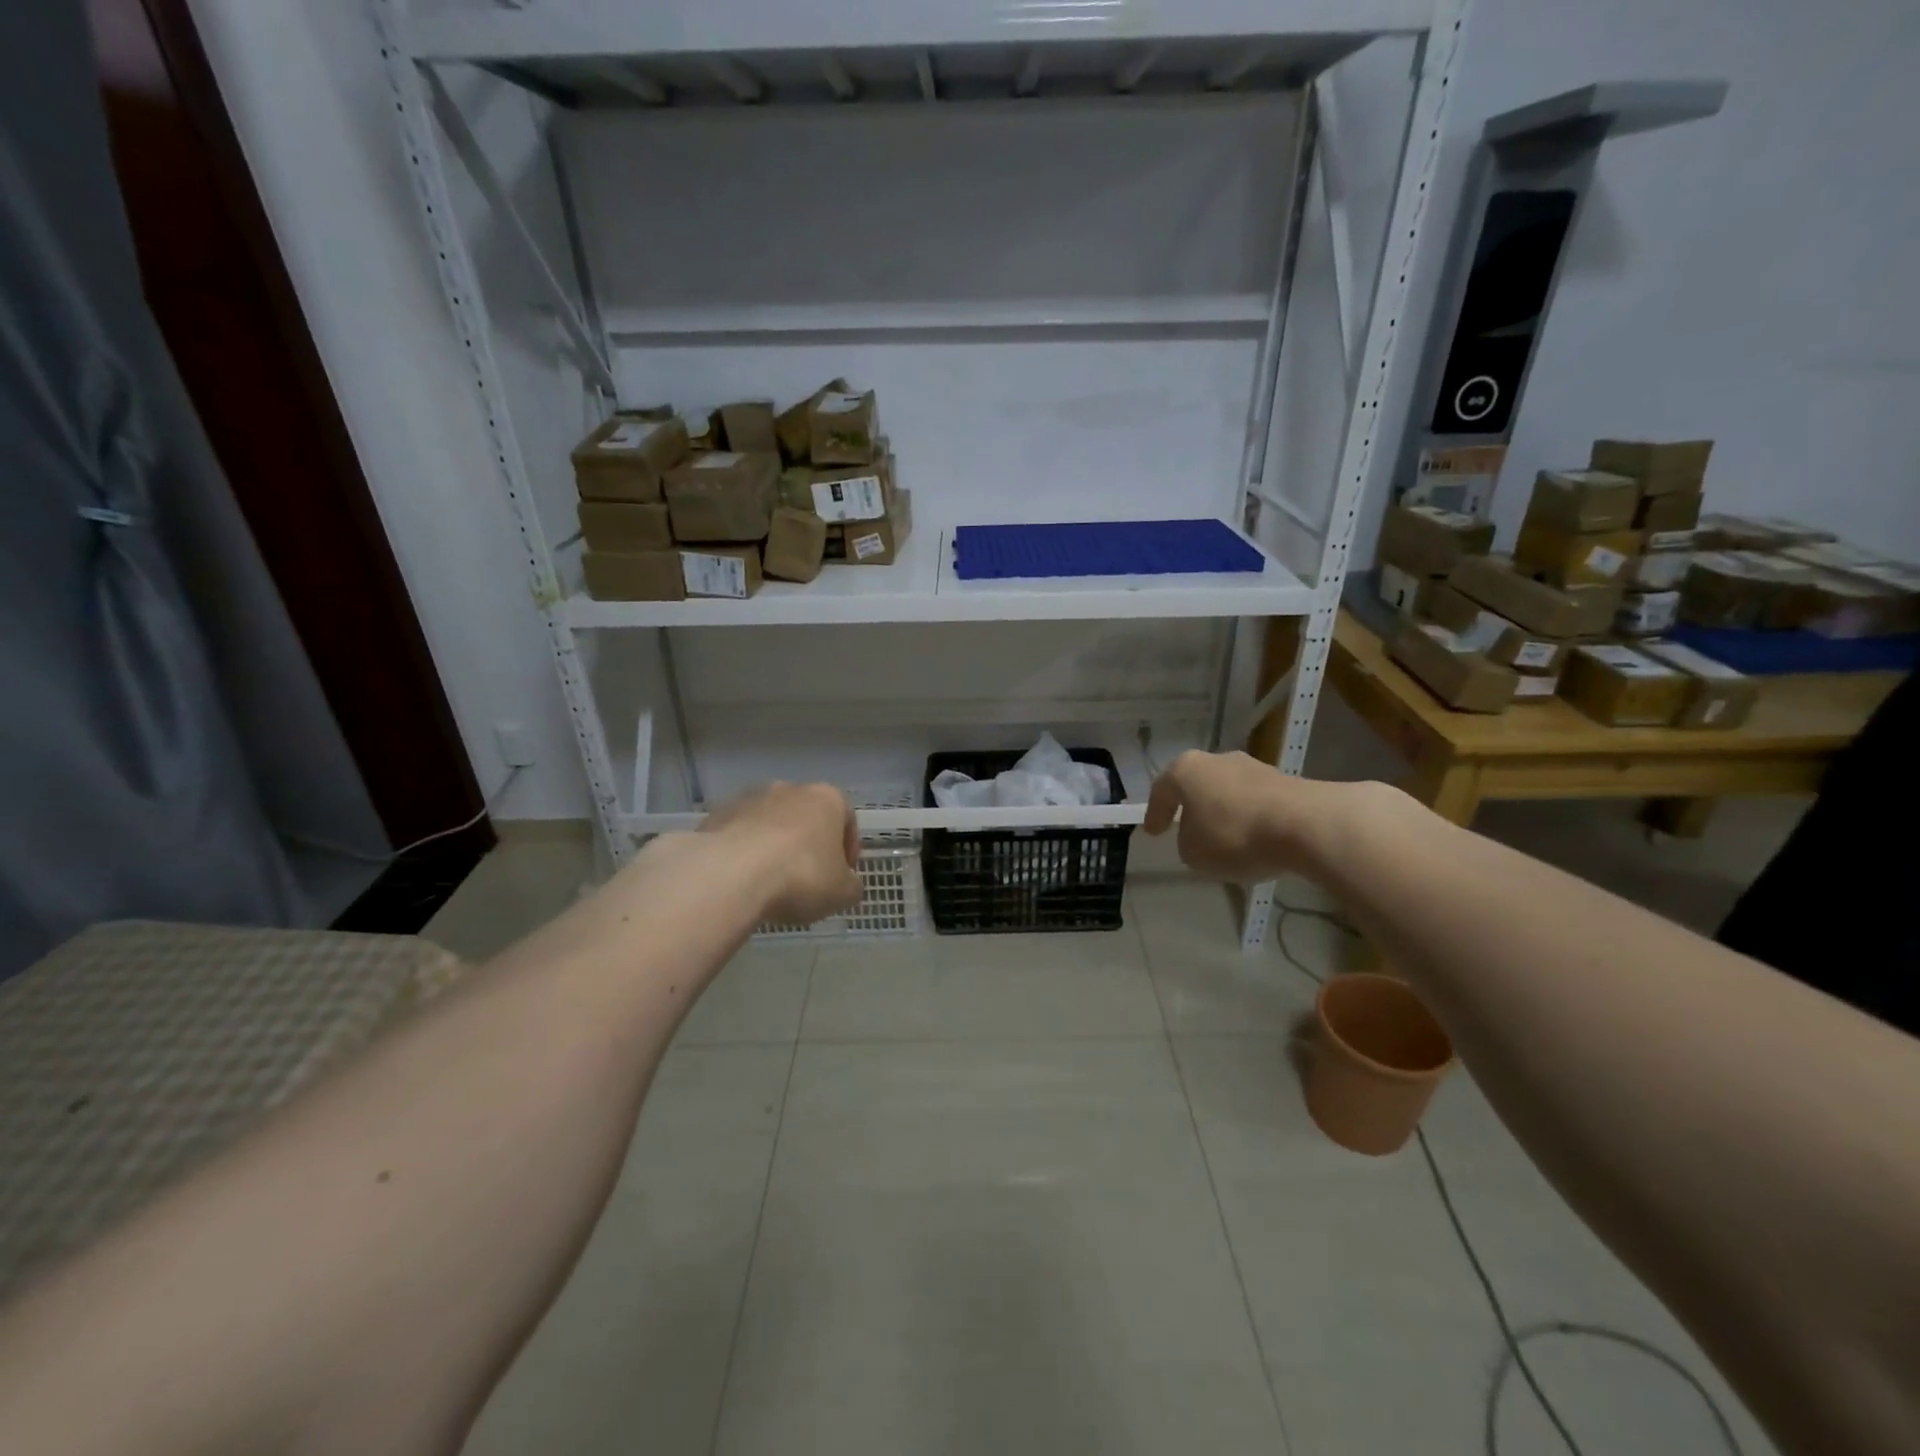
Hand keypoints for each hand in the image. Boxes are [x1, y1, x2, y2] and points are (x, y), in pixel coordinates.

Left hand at [702, 782, 861, 925]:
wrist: (731, 874)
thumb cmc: (801, 876)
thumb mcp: (843, 892)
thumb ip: (851, 885)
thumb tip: (846, 884)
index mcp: (827, 798)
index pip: (847, 821)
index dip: (847, 852)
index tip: (841, 877)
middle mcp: (790, 789)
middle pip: (807, 819)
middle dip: (808, 846)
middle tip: (807, 881)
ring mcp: (750, 799)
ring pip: (771, 824)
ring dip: (775, 847)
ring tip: (771, 884)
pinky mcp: (718, 815)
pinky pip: (740, 835)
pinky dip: (744, 854)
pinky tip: (743, 882)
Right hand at [1143, 750, 1329, 882]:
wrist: (1306, 825)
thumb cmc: (1235, 835)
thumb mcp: (1194, 854)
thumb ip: (1187, 844)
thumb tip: (1198, 837)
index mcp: (1186, 770)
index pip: (1161, 790)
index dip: (1155, 813)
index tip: (1154, 832)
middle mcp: (1218, 760)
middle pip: (1197, 784)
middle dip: (1192, 807)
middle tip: (1187, 829)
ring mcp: (1255, 767)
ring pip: (1228, 792)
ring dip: (1224, 813)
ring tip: (1224, 840)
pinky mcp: (1286, 782)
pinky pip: (1256, 802)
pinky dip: (1250, 819)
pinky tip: (1254, 840)